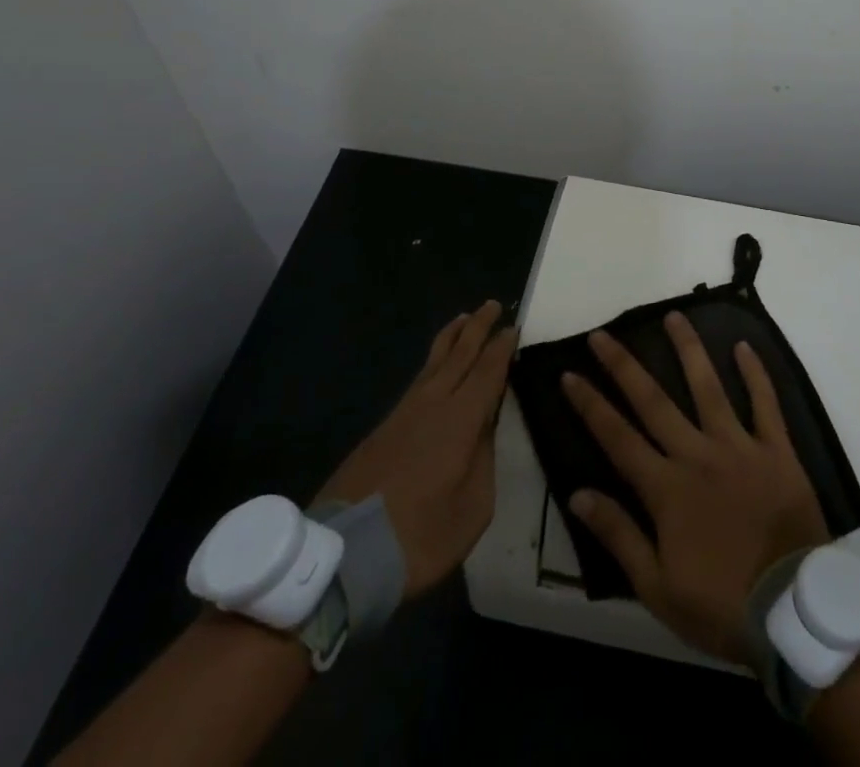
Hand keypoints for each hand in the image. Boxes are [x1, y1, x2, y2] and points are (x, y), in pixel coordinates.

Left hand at [315, 300, 515, 600]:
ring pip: (433, 362)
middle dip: (478, 328)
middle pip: (460, 355)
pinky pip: (417, 379)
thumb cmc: (420, 536)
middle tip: (493, 304)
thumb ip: (484, 462)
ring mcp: (404, 412)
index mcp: (461, 419)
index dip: (502, 349)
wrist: (346, 554)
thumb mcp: (473, 508)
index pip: (487, 372)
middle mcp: (433, 403)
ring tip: (463, 318)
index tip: (513, 328)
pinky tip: (435, 366)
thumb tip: (483, 431)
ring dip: (452, 338)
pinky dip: (433, 361)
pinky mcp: (383, 427)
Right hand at [563, 312, 829, 662]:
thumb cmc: (721, 605)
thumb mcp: (657, 587)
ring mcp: (739, 446)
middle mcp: (697, 454)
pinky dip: (755, 373)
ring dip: (688, 350)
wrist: (793, 612)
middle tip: (603, 334)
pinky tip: (743, 346)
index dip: (590, 405)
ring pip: (708, 387)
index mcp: (666, 488)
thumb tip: (578, 493)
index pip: (617, 437)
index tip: (569, 374)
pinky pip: (765, 404)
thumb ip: (619, 535)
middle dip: (624, 366)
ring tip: (674, 316)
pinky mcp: (777, 450)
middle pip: (654, 401)